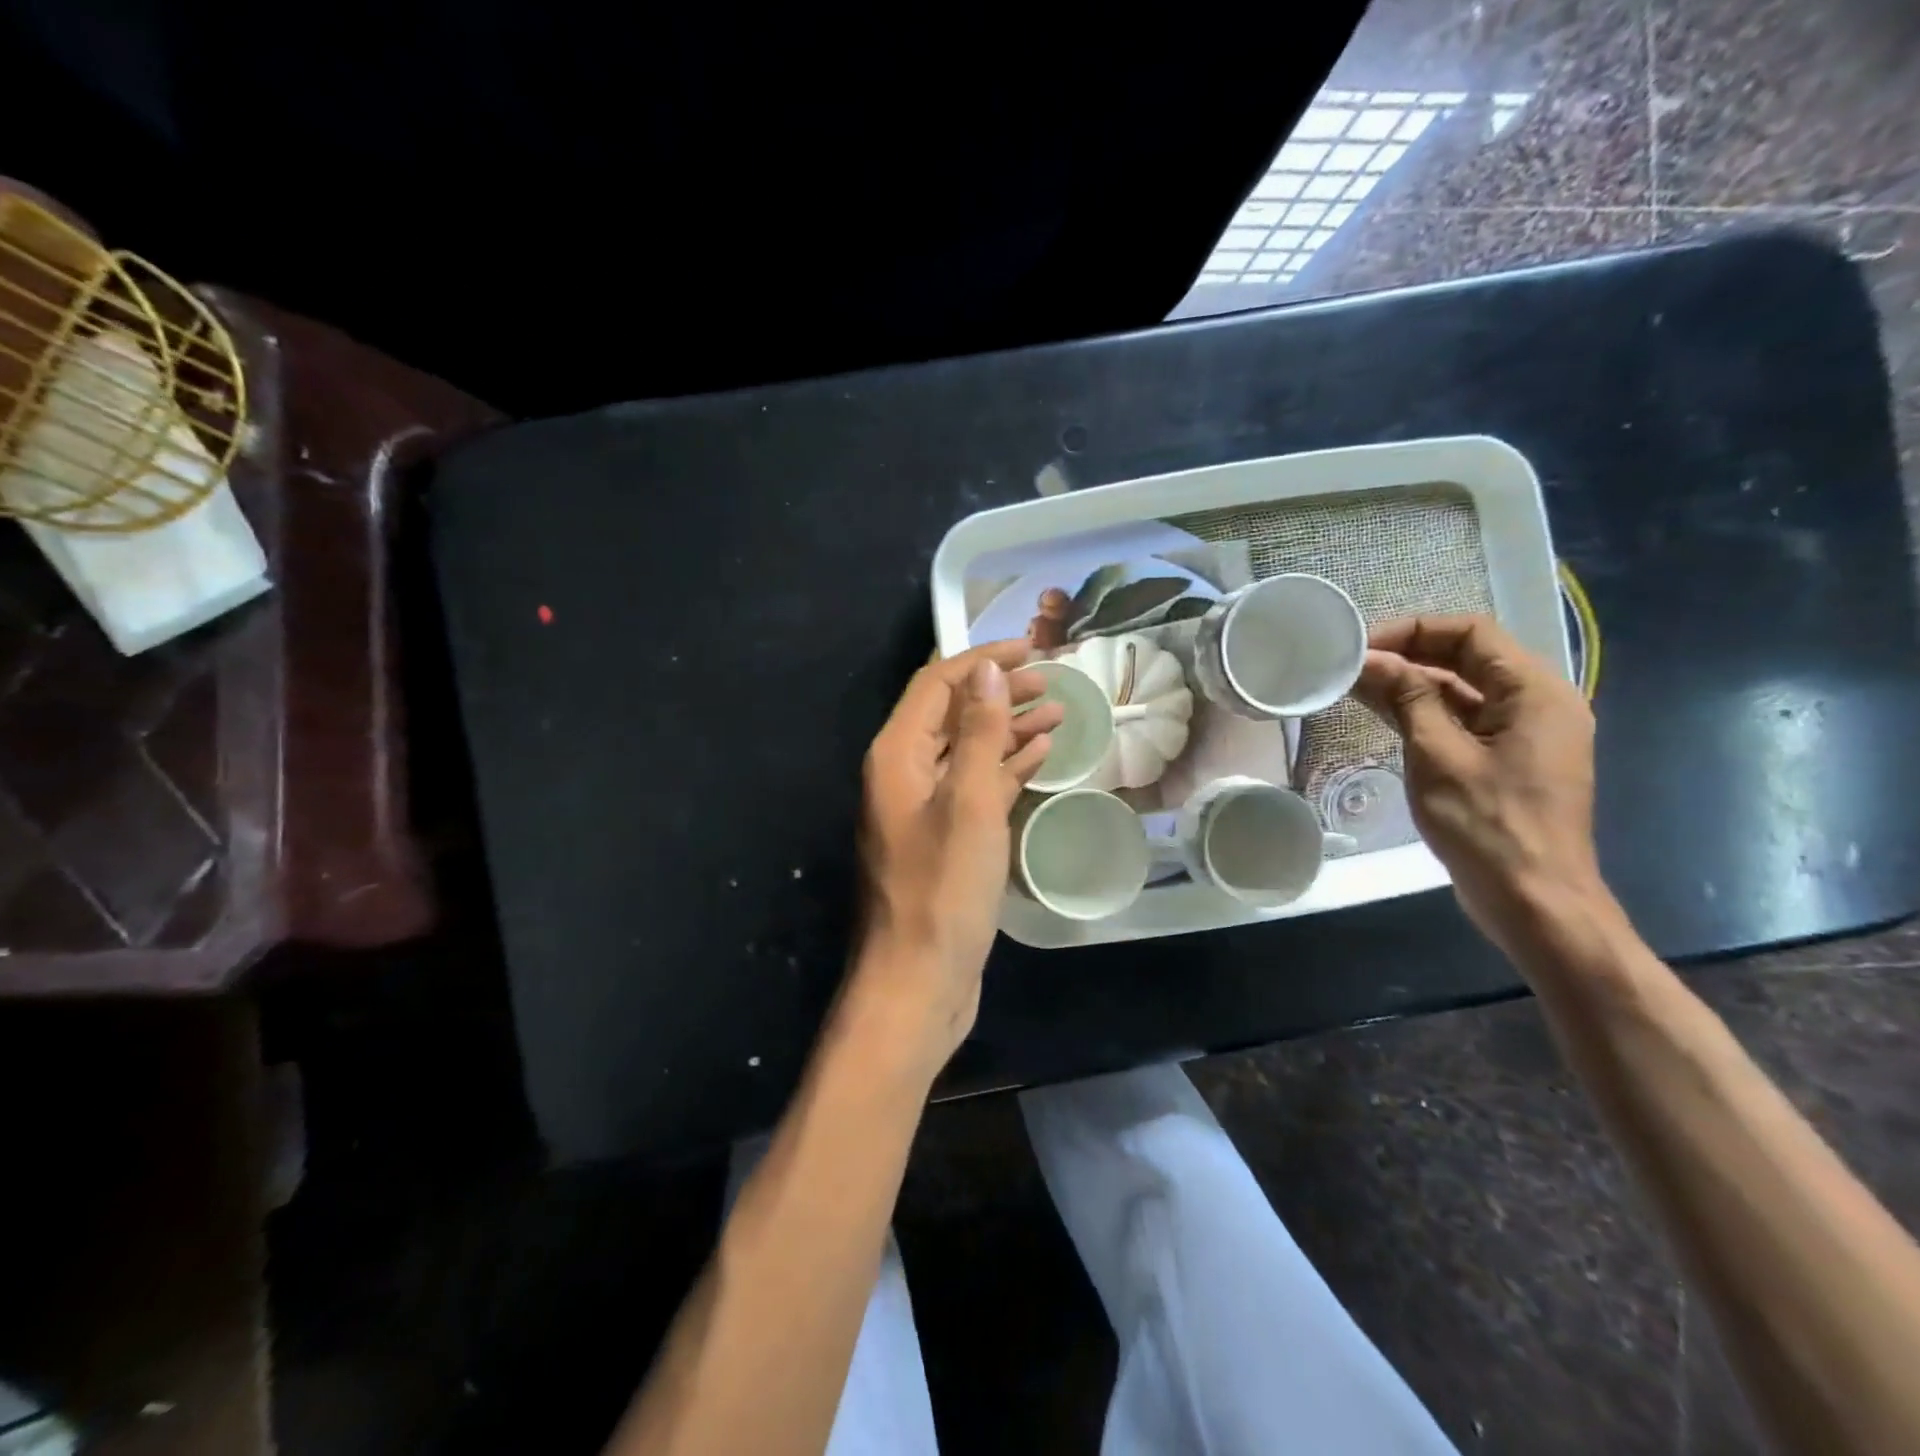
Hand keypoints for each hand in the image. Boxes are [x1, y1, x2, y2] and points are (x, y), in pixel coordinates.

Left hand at [852, 641, 1063, 1068]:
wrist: (919, 979)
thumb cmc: (943, 890)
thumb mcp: (969, 803)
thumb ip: (980, 732)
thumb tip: (989, 668)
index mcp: (897, 755)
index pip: (937, 683)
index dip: (983, 659)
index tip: (1033, 647)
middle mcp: (903, 773)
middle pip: (953, 712)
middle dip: (1001, 689)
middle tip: (1054, 677)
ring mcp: (924, 806)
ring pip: (968, 748)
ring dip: (1009, 726)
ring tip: (1059, 709)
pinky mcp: (945, 836)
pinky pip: (976, 785)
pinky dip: (1006, 766)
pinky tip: (1041, 754)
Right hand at [1354, 615, 1610, 962]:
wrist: (1531, 899)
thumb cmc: (1487, 824)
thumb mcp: (1438, 754)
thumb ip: (1407, 698)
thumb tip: (1370, 659)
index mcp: (1536, 692)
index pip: (1472, 633)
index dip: (1413, 631)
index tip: (1361, 646)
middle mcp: (1537, 704)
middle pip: (1468, 658)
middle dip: (1407, 656)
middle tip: (1350, 665)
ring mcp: (1523, 735)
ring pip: (1461, 691)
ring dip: (1410, 685)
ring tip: (1354, 686)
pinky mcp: (1505, 761)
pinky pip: (1462, 721)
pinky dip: (1422, 713)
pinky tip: (1380, 714)